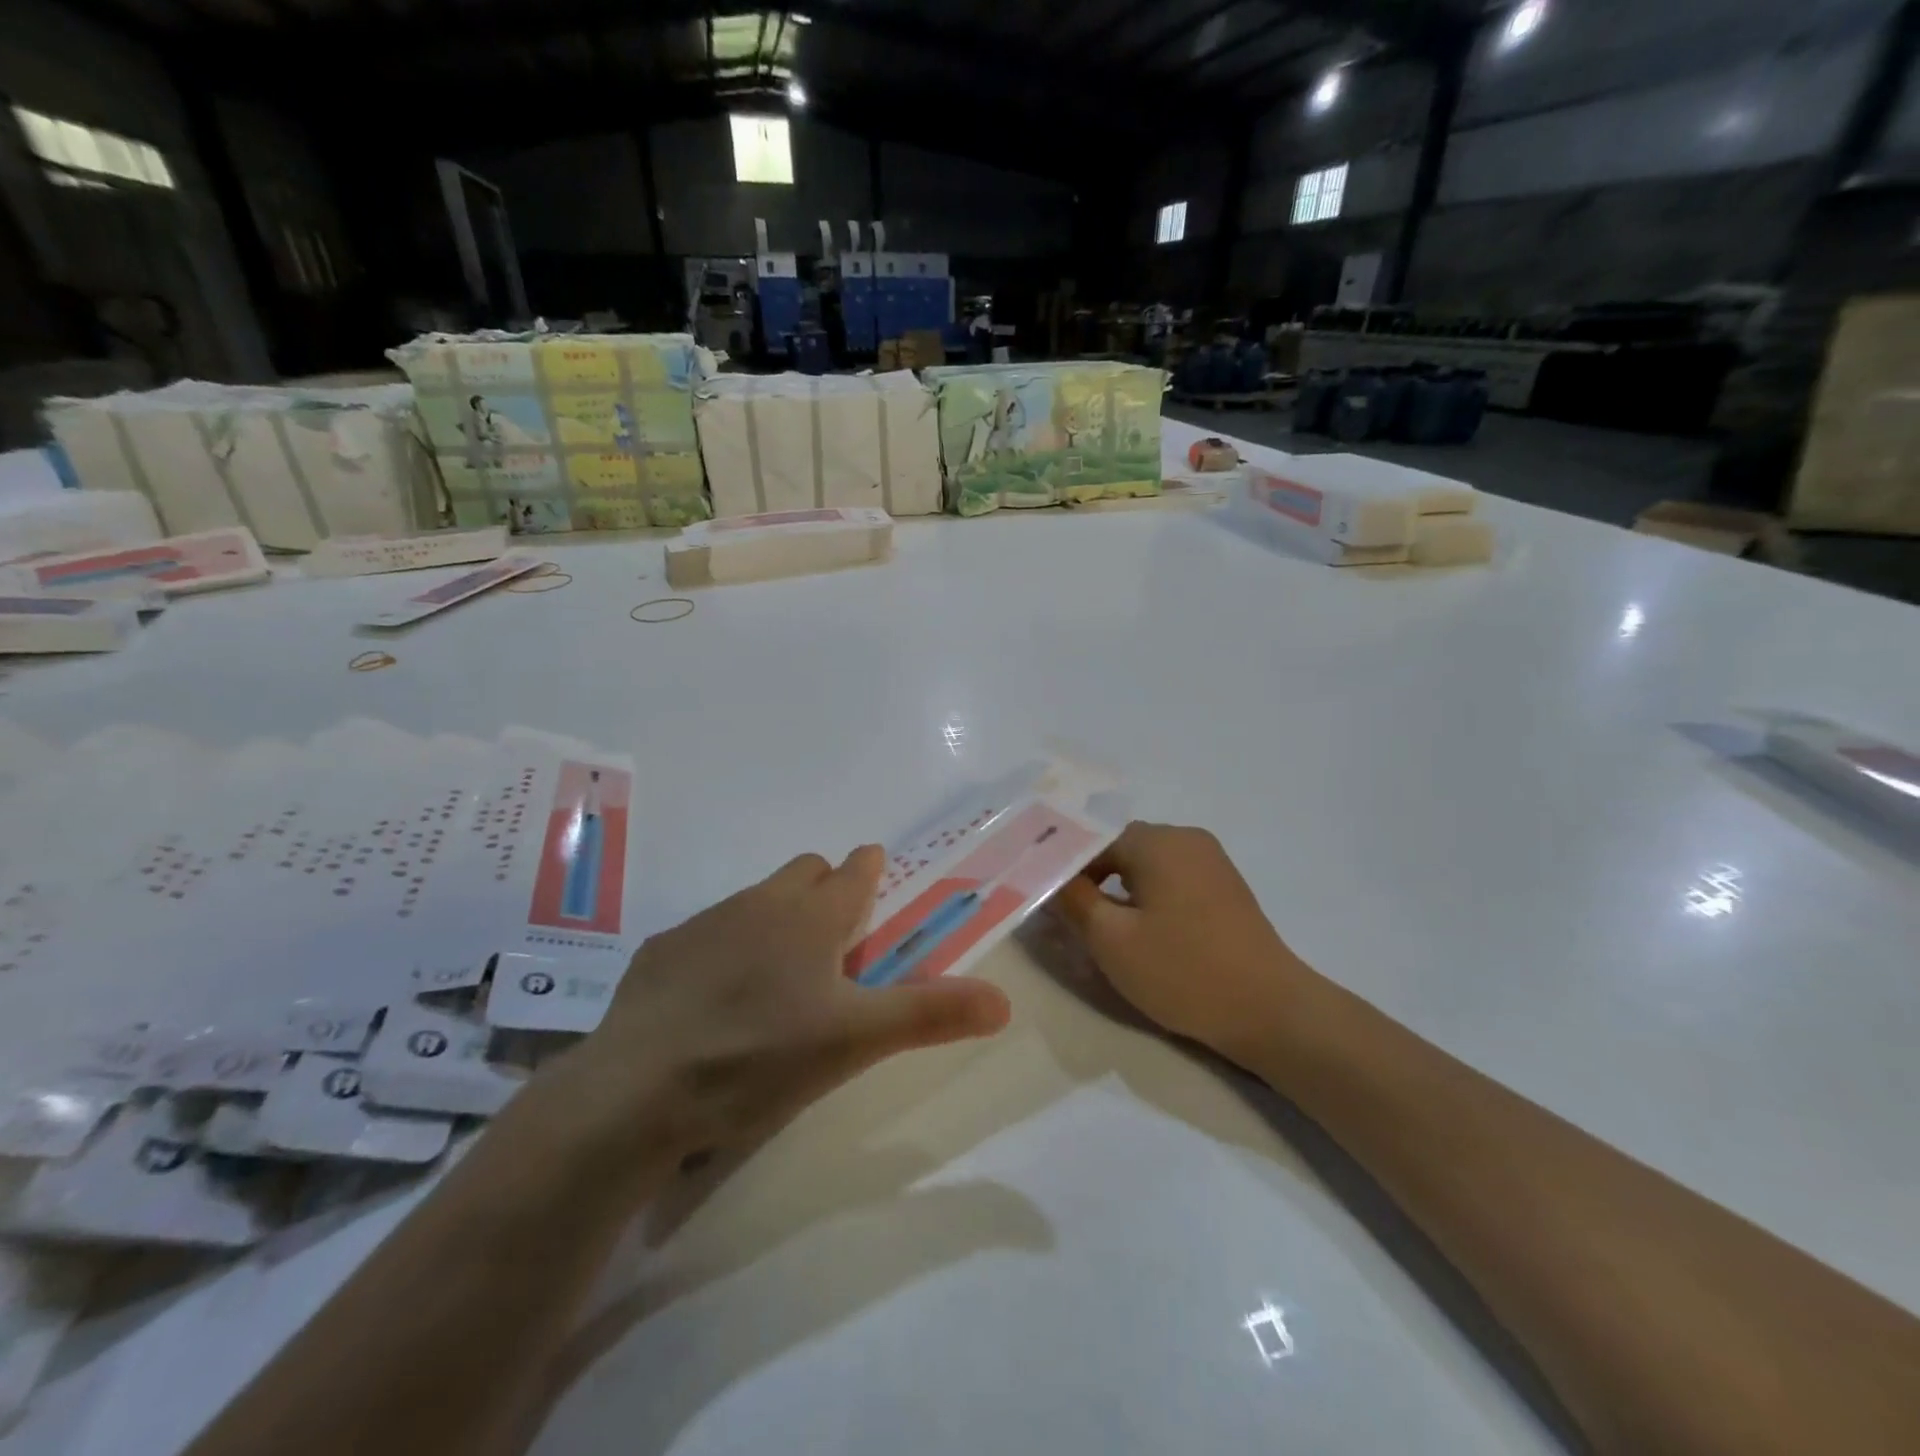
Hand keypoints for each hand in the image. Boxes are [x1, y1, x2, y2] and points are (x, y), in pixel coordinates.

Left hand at [554, 847, 1012, 1168]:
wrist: (637, 1091)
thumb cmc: (760, 1056)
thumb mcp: (855, 1042)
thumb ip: (930, 1014)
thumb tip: (1003, 1000)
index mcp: (812, 916)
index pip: (854, 869)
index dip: (871, 872)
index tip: (879, 886)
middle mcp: (761, 903)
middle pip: (805, 872)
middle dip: (826, 890)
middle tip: (835, 945)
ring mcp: (706, 922)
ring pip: (756, 899)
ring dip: (777, 918)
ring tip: (777, 978)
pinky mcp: (663, 950)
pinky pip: (709, 931)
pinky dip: (727, 948)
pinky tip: (717, 1000)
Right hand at [1052, 823, 1311, 1066]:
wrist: (1271, 1010)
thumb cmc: (1183, 971)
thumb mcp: (1112, 940)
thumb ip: (1073, 901)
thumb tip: (1049, 877)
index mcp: (1157, 841)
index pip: (1091, 840)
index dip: (1062, 868)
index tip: (1044, 899)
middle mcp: (1186, 838)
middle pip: (1120, 849)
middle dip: (1091, 879)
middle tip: (1068, 918)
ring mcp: (1211, 861)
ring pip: (1146, 865)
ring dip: (1120, 890)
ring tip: (1102, 929)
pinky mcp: (1225, 887)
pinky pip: (1172, 879)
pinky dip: (1149, 897)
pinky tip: (1144, 932)